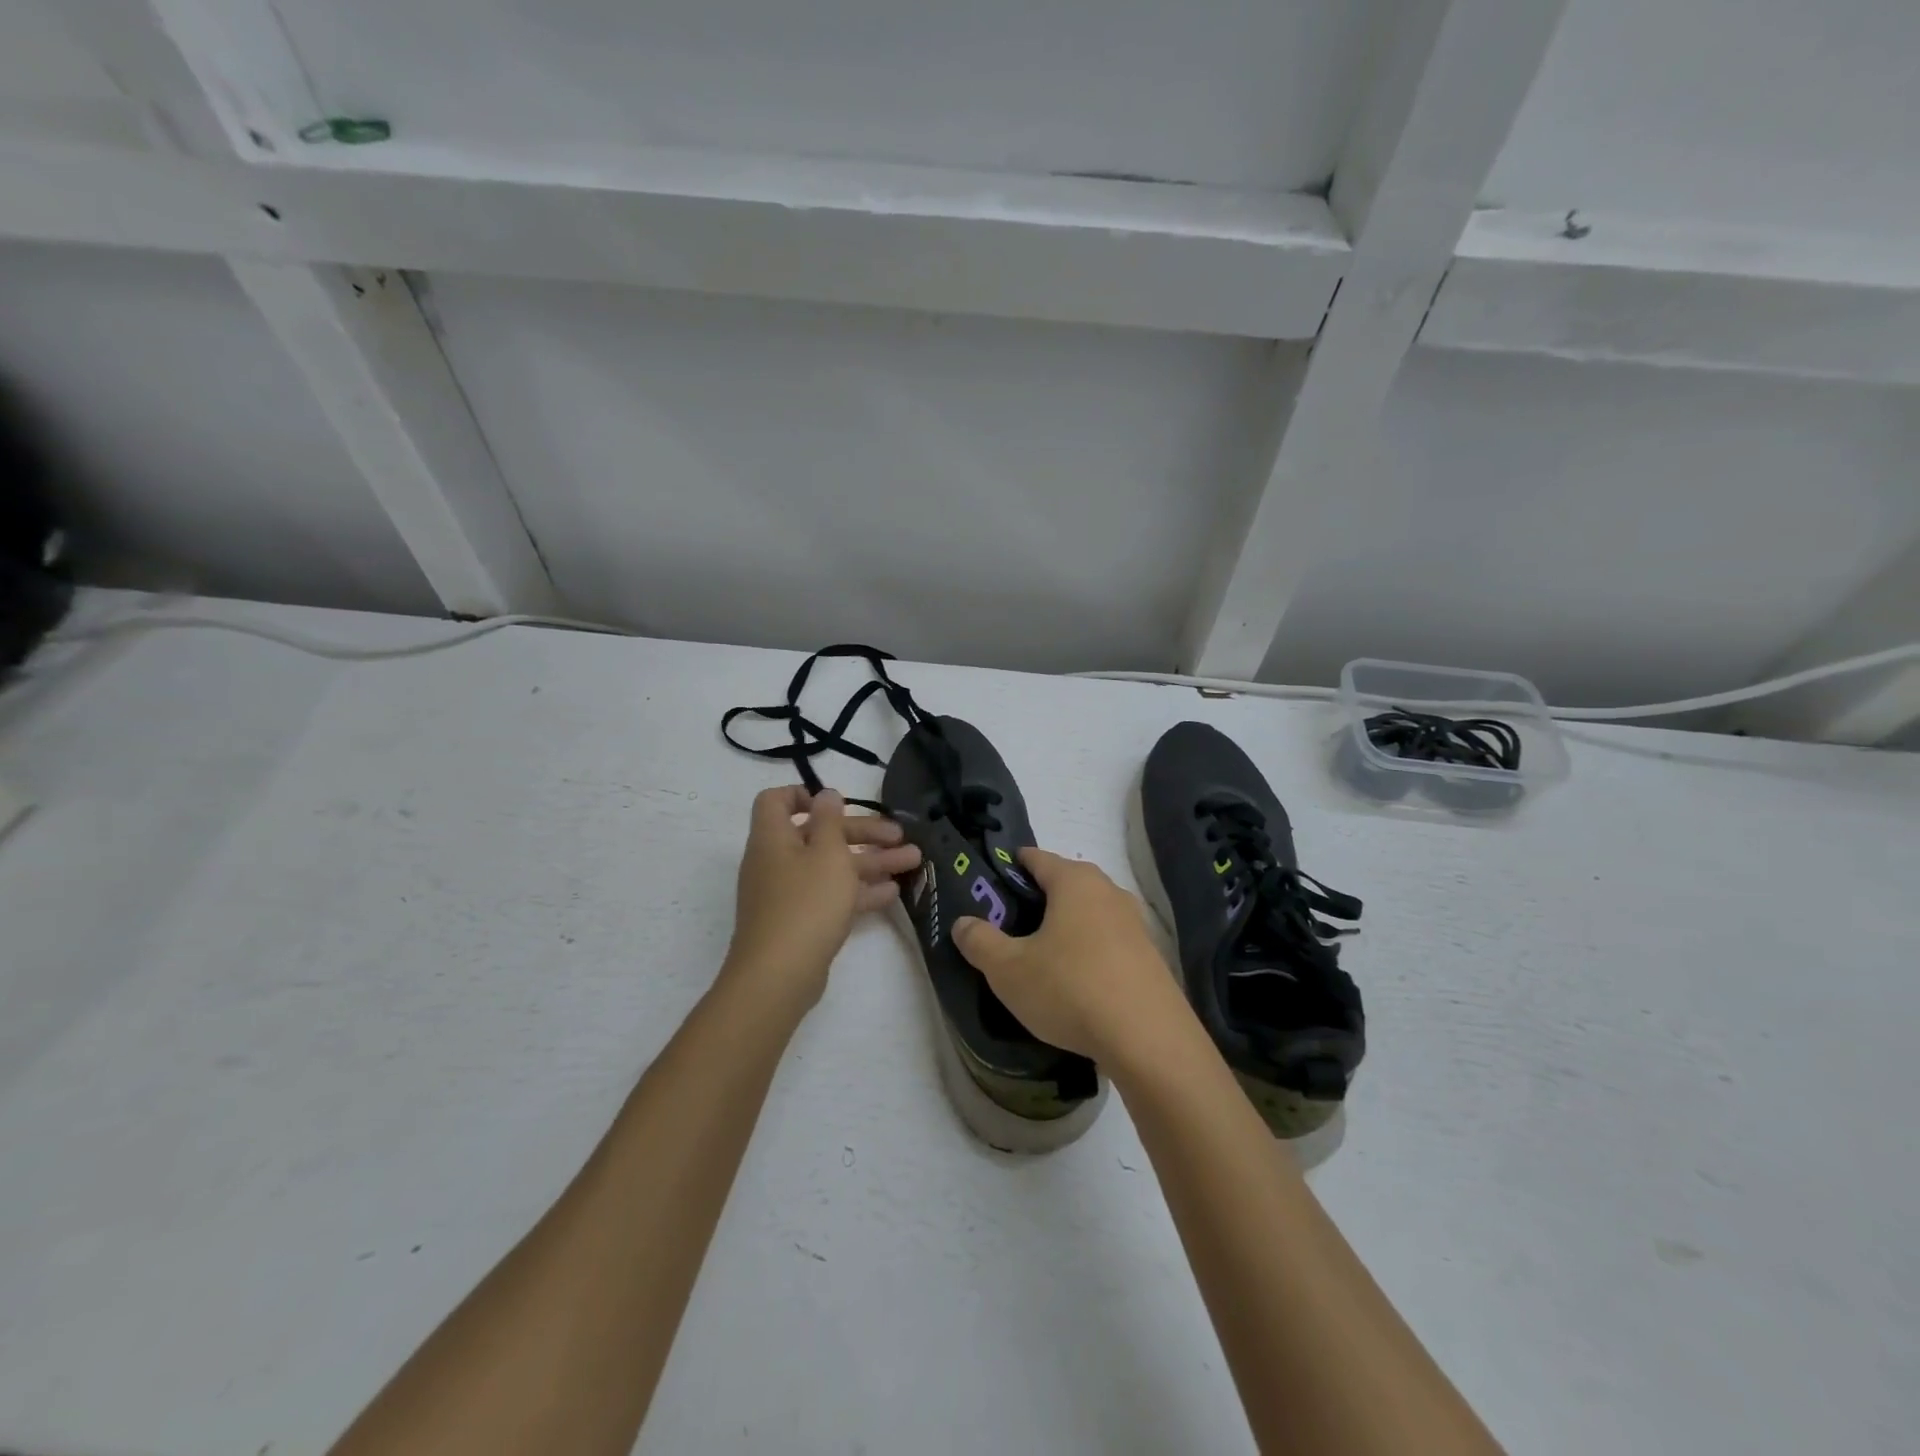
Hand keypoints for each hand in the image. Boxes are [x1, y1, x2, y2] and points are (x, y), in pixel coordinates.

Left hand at [724, 786, 921, 1007]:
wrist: (779, 976)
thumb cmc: (806, 903)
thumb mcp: (827, 853)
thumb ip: (830, 820)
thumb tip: (825, 795)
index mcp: (773, 837)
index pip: (776, 801)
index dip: (804, 794)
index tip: (839, 802)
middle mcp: (776, 860)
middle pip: (819, 834)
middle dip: (862, 832)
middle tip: (900, 836)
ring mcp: (787, 893)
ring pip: (831, 867)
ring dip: (871, 861)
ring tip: (912, 861)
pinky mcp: (800, 921)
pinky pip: (831, 895)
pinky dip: (858, 891)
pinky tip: (892, 893)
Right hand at [952, 848, 1190, 1064]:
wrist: (1149, 1039)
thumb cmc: (1070, 989)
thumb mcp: (1008, 970)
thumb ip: (980, 941)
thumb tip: (962, 922)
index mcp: (1074, 881)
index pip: (1036, 858)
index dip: (1010, 866)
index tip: (990, 885)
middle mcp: (1108, 891)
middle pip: (1065, 882)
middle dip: (1038, 898)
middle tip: (1010, 925)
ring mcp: (1134, 923)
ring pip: (1089, 912)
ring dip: (1066, 926)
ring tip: (1042, 955)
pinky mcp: (1150, 955)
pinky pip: (1109, 941)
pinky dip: (1089, 950)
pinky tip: (1077, 980)